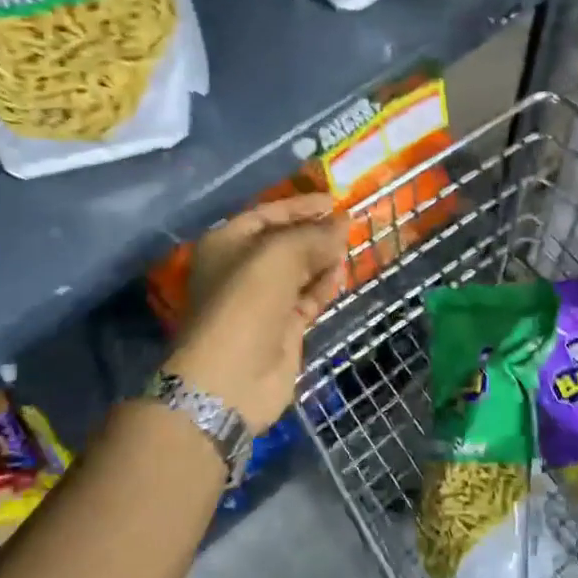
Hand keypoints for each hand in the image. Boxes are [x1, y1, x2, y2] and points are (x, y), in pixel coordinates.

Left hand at [167, 193, 348, 433]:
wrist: (232, 376)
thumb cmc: (247, 301)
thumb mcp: (280, 255)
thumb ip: (314, 236)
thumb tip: (343, 222)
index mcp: (227, 243)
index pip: (268, 213)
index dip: (301, 205)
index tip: (334, 201)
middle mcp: (242, 268)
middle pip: (284, 242)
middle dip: (315, 232)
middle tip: (349, 225)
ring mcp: (262, 300)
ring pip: (299, 270)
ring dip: (323, 258)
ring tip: (350, 247)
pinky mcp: (281, 327)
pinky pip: (307, 297)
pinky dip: (323, 285)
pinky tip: (342, 274)